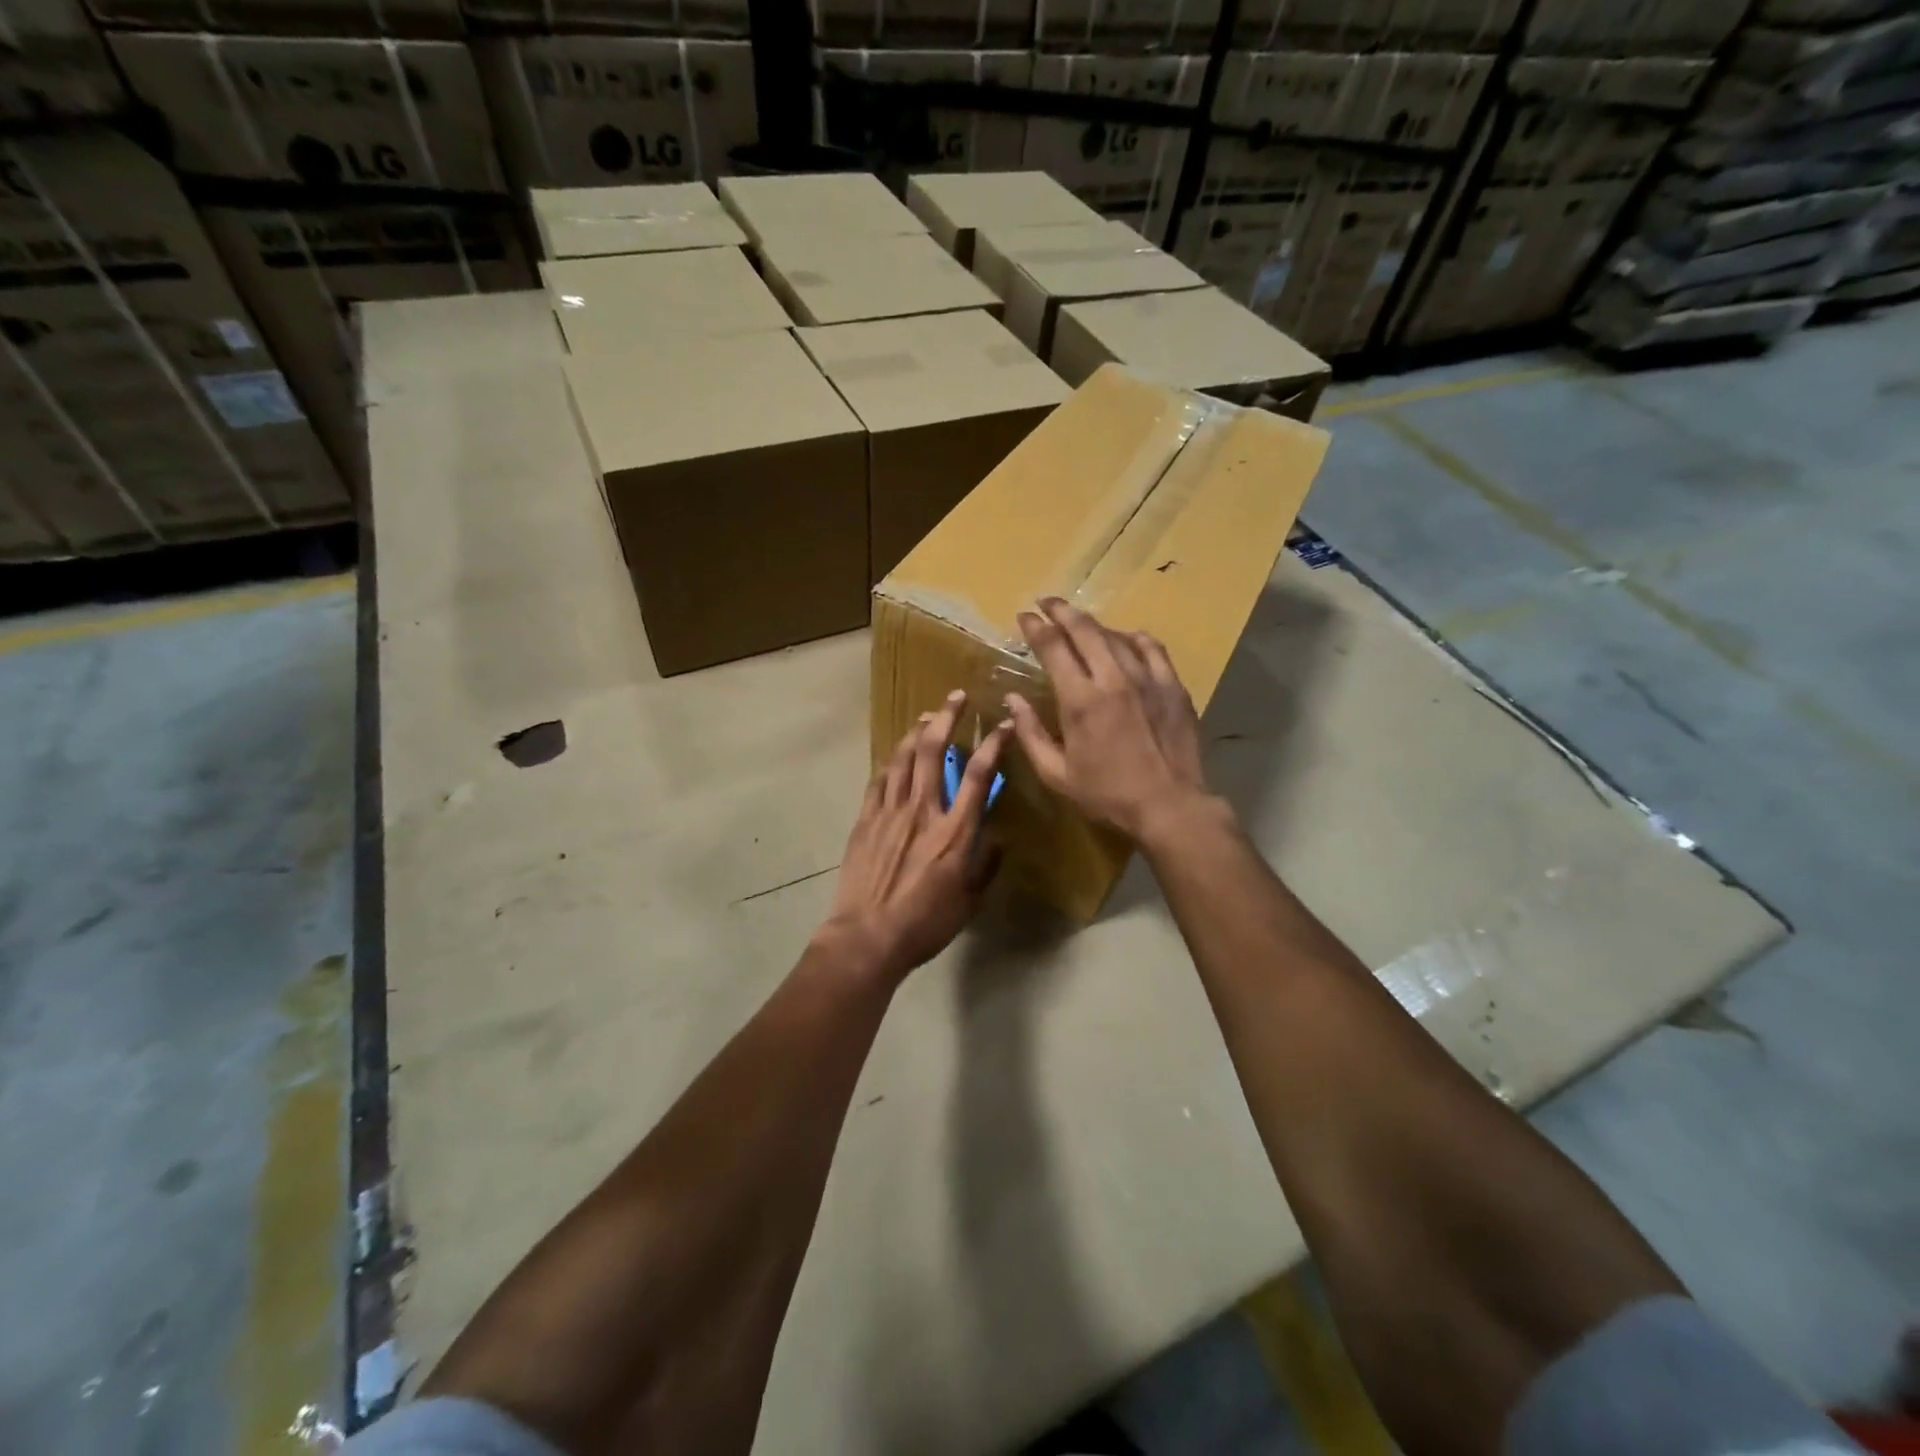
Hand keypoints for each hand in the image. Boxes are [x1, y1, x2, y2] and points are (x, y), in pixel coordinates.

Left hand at [820, 691, 1011, 983]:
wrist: (868, 936)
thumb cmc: (925, 924)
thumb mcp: (970, 900)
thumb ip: (986, 864)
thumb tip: (1000, 838)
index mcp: (954, 832)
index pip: (978, 775)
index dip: (993, 744)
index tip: (1003, 724)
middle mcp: (923, 811)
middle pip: (933, 751)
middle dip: (947, 718)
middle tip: (956, 697)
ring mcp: (890, 812)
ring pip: (902, 758)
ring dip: (916, 732)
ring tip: (927, 716)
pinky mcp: (866, 820)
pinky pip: (879, 780)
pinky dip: (890, 761)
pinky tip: (895, 754)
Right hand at [1006, 598, 1216, 843]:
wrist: (1170, 805)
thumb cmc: (1107, 794)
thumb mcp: (1056, 774)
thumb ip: (1030, 733)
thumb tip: (1012, 699)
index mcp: (1080, 700)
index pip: (1053, 647)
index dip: (1035, 627)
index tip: (1024, 615)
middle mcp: (1113, 678)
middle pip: (1084, 629)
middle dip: (1061, 610)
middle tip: (1046, 602)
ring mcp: (1147, 678)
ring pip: (1116, 635)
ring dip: (1093, 624)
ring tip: (1079, 622)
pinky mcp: (1172, 685)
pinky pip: (1151, 648)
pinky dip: (1133, 638)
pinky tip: (1126, 639)